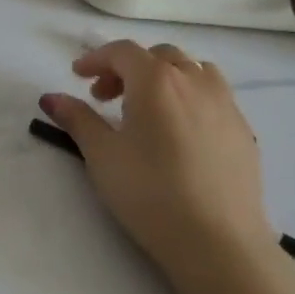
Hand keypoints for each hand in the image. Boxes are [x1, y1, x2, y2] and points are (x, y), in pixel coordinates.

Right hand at [39, 41, 277, 290]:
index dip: (96, 58)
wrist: (218, 241)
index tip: (77, 77)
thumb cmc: (149, 192)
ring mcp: (225, 105)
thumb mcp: (101, 155)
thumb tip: (51, 97)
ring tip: (146, 108)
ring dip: (164, 77)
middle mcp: (194, 82)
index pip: (123, 52)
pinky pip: (213, 95)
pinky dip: (189, 97)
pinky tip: (178, 133)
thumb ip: (77, 119)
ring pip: (193, 70)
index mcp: (156, 81)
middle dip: (128, 68)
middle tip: (105, 97)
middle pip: (158, 56)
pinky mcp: (243, 131)